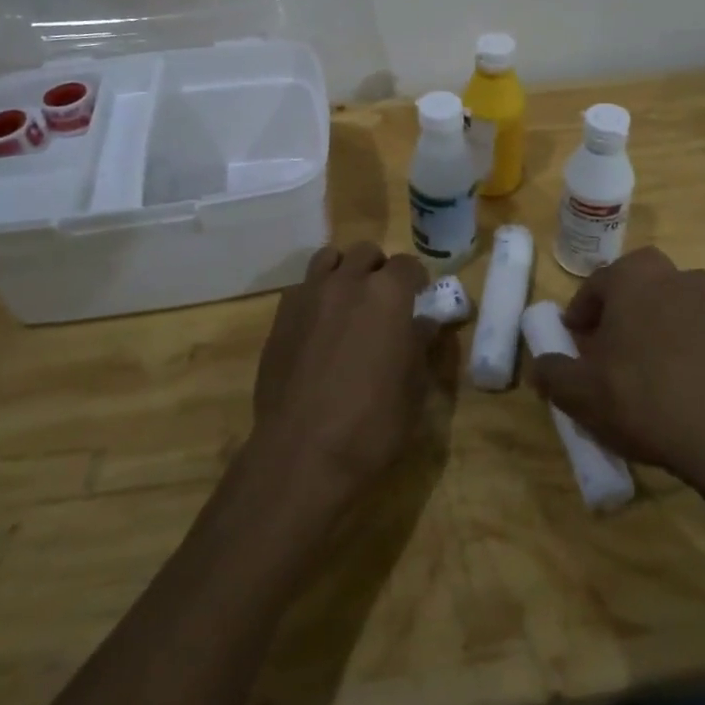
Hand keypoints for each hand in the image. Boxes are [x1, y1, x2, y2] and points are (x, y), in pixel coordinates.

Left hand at [252, 242, 431, 500]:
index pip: (407, 264)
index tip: (419, 295)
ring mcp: (308, 295)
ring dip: (344, 270)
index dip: (416, 278)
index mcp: (387, 294)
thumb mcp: (413, 388)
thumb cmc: (373, 423)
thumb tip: (423, 323)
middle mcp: (347, 282)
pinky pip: (302, 287)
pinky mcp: (280, 316)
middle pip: (366, 252)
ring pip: (329, 258)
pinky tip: (319, 325)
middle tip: (384, 299)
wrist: (302, 452)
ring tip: (349, 300)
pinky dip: (316, 294)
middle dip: (379, 268)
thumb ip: (419, 345)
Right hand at [528, 247, 704, 506]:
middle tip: (605, 348)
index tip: (573, 344)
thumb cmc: (643, 400)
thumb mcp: (579, 393)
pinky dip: (678, 345)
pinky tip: (671, 383)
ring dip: (649, 324)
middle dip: (617, 310)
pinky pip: (693, 329)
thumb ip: (551, 372)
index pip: (595, 285)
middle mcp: (674, 277)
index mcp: (634, 277)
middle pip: (635, 286)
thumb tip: (541, 365)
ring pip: (667, 304)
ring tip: (638, 366)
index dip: (579, 316)